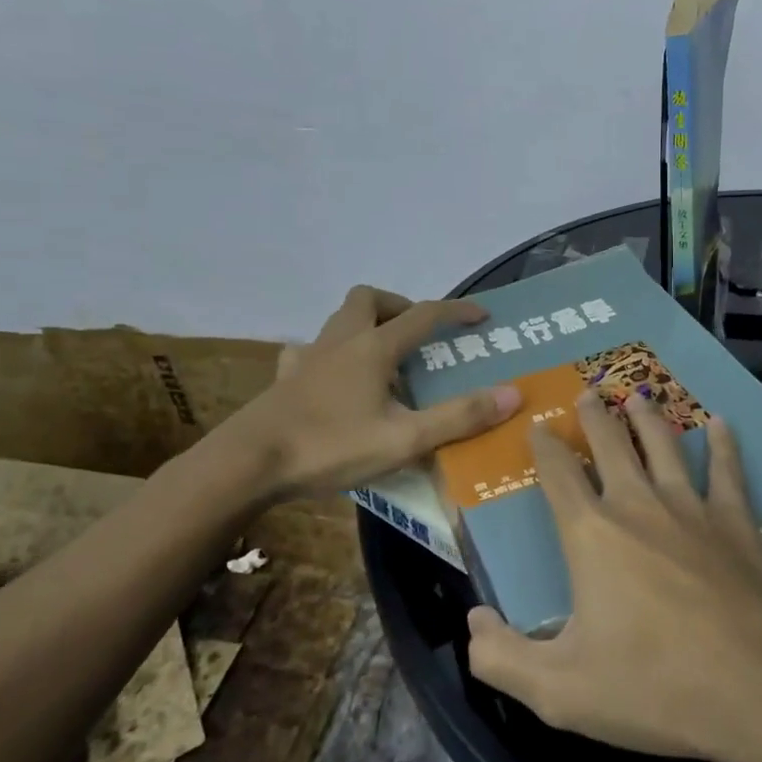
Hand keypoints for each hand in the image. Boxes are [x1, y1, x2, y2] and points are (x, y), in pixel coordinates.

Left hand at [190, 285, 521, 500]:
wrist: (248, 463)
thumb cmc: (330, 447)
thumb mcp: (404, 439)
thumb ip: (459, 417)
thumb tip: (513, 394)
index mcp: (374, 348)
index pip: (424, 315)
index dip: (456, 311)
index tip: (481, 315)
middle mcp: (342, 340)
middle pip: (371, 299)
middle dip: (400, 306)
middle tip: (417, 334)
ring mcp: (309, 356)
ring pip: (340, 319)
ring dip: (366, 324)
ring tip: (383, 357)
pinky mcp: (285, 378)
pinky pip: (310, 350)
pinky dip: (329, 354)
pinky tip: (333, 379)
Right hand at [465, 389, 761, 761]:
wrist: (758, 689)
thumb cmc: (654, 687)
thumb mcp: (560, 691)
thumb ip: (502, 658)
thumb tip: (472, 623)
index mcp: (591, 534)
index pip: (558, 474)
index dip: (544, 446)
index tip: (537, 425)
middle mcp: (638, 504)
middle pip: (611, 444)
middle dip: (594, 416)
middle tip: (587, 391)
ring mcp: (691, 507)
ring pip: (663, 445)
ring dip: (647, 416)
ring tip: (637, 395)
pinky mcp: (736, 521)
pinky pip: (726, 470)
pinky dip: (723, 443)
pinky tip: (720, 422)